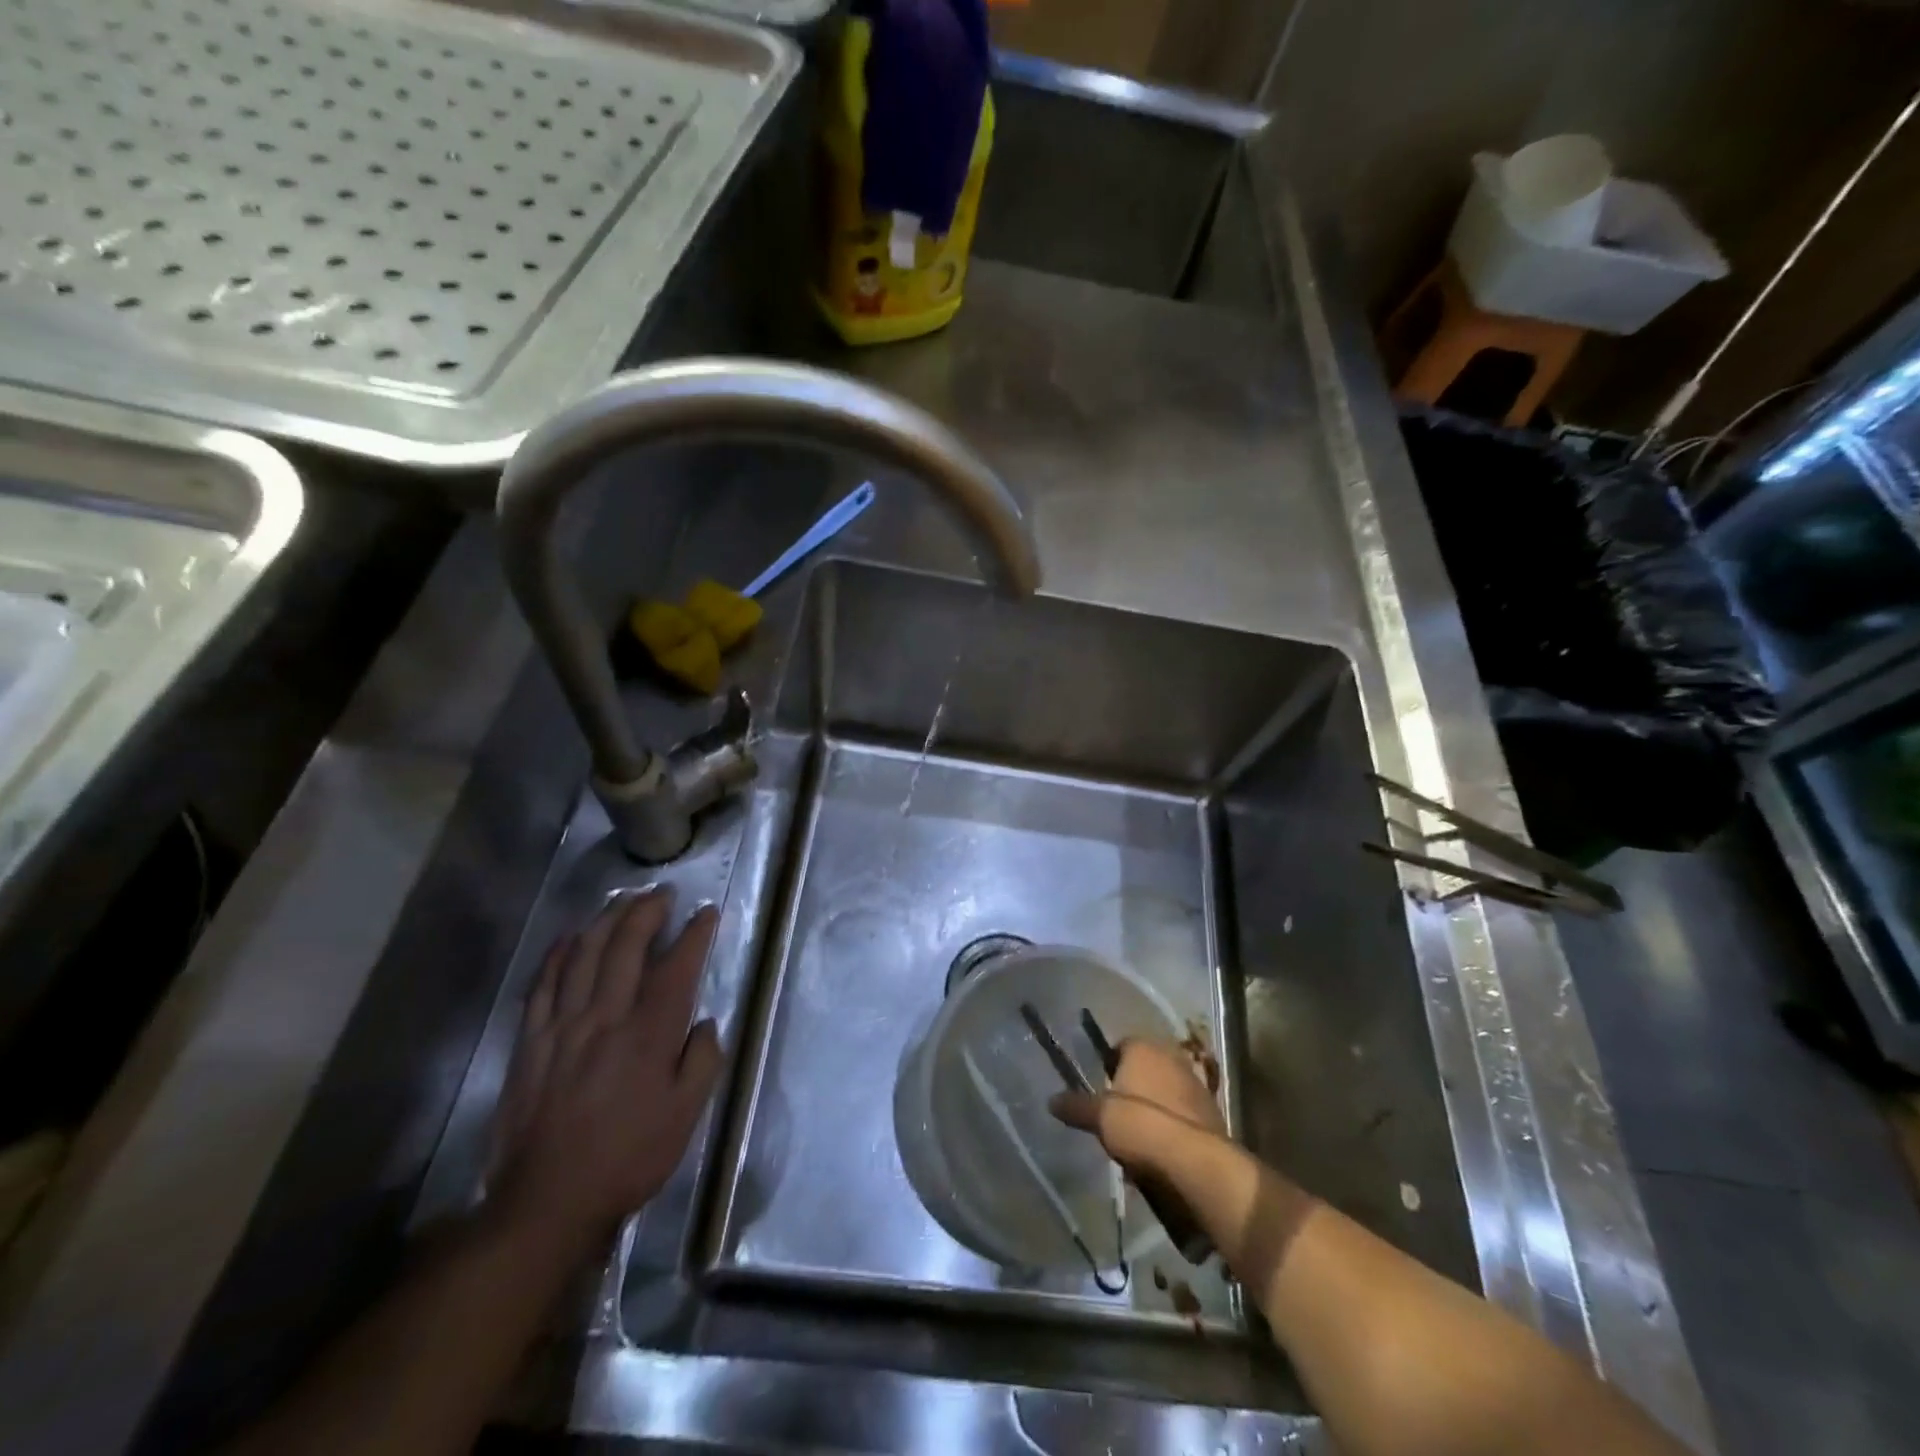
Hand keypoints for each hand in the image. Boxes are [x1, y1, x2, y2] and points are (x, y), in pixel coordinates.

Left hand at [488, 889, 723, 1250]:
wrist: (546, 1202)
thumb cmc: (628, 1158)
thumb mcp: (686, 1116)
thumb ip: (703, 1062)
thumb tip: (705, 1024)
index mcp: (648, 1034)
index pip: (676, 967)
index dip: (694, 934)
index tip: (706, 913)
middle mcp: (605, 1017)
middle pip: (625, 946)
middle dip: (647, 911)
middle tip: (662, 893)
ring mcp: (562, 1026)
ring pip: (583, 954)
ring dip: (605, 920)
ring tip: (623, 900)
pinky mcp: (530, 1042)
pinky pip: (543, 984)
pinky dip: (558, 954)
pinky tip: (569, 937)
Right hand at [1049, 1038, 1226, 1180]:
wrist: (1194, 1160)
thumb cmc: (1140, 1125)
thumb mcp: (1099, 1117)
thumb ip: (1075, 1107)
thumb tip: (1051, 1100)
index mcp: (1142, 1047)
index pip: (1121, 1046)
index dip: (1110, 1067)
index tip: (1102, 1090)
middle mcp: (1171, 1055)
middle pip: (1146, 1067)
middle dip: (1134, 1086)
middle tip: (1119, 1114)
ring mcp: (1195, 1081)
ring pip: (1166, 1089)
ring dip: (1155, 1105)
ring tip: (1141, 1137)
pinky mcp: (1212, 1109)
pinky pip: (1184, 1111)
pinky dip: (1174, 1123)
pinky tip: (1163, 1148)